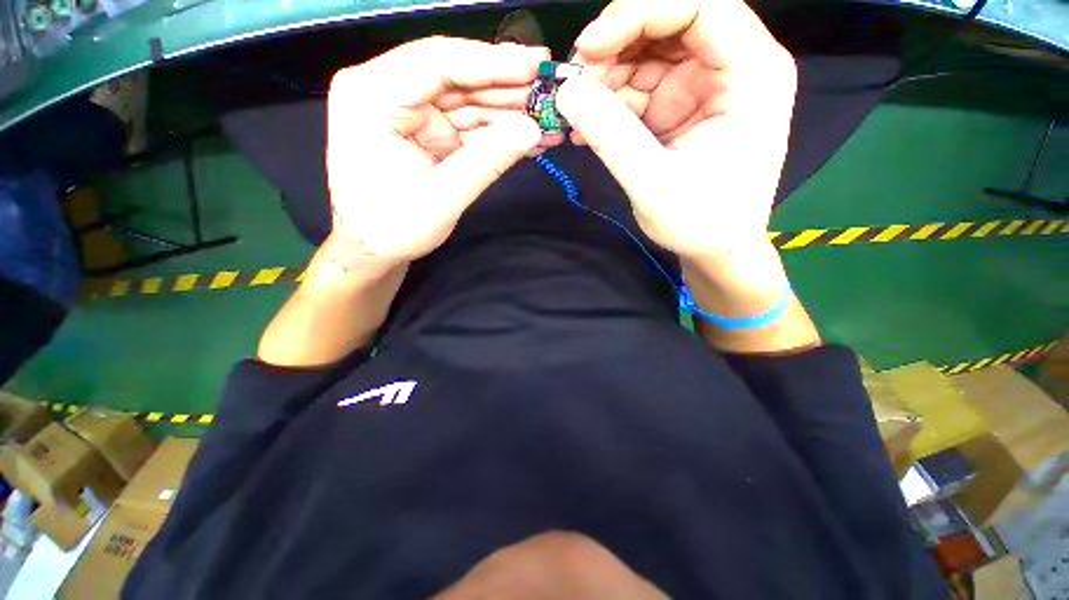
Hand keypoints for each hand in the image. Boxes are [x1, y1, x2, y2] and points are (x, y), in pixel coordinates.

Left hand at [327, 37, 545, 264]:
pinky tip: (526, 137)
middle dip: (506, 88)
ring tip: (547, 120)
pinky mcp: (425, 133)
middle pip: (456, 78)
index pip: (438, 62)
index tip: (535, 63)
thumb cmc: (392, 229)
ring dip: (507, 113)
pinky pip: (467, 126)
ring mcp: (408, 113)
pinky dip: (496, 133)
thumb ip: (487, 162)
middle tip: (549, 94)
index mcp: (372, 96)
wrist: (372, 251)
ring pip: (466, 102)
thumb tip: (532, 131)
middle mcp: (386, 92)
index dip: (492, 62)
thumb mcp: (441, 198)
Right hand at [557, 0, 796, 259]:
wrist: (716, 248)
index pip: (699, 5)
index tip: (589, 50)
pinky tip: (588, 128)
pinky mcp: (682, 105)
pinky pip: (640, 86)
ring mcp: (705, 84)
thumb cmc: (700, 223)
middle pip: (669, 22)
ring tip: (578, 118)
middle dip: (616, 48)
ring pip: (648, 53)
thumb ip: (612, 136)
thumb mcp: (654, 183)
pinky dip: (610, 102)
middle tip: (577, 88)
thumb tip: (566, 91)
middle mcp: (734, 65)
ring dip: (607, 79)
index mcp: (752, 72)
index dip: (637, 13)